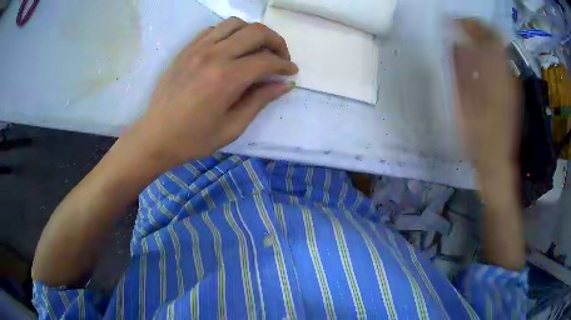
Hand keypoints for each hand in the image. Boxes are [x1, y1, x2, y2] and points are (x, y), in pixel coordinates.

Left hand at [129, 17, 297, 170]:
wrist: (155, 136)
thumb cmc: (193, 139)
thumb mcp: (232, 127)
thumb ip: (259, 101)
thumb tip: (284, 85)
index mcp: (226, 78)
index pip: (266, 60)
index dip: (284, 65)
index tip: (291, 72)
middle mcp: (213, 55)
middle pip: (256, 32)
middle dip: (276, 42)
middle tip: (280, 58)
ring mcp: (197, 49)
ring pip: (235, 23)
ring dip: (253, 32)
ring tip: (257, 49)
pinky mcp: (186, 49)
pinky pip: (214, 29)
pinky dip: (230, 33)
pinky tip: (232, 48)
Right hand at [454, 20, 523, 270]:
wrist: (497, 165)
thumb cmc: (478, 139)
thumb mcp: (464, 105)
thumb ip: (461, 71)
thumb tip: (455, 42)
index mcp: (496, 77)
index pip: (487, 36)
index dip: (470, 24)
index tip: (455, 22)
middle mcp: (507, 76)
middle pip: (495, 40)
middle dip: (477, 30)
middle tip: (460, 29)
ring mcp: (512, 85)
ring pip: (500, 52)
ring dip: (484, 42)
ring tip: (468, 42)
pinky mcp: (513, 94)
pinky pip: (503, 66)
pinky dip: (490, 57)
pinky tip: (480, 63)